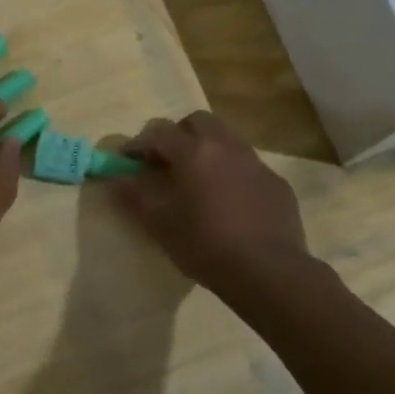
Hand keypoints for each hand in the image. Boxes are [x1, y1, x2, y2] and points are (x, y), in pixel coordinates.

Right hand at [109, 112, 306, 290]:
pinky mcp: (277, 183)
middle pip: (198, 122)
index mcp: (194, 152)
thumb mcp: (159, 223)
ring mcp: (256, 163)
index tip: (127, 160)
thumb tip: (118, 177)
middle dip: (178, 135)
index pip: (159, 132)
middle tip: (166, 162)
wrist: (268, 271)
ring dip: (207, 150)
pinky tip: (229, 203)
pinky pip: (248, 166)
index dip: (138, 143)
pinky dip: (231, 173)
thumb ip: (134, 195)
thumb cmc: (205, 245)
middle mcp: (227, 147)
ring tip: (197, 181)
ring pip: (227, 140)